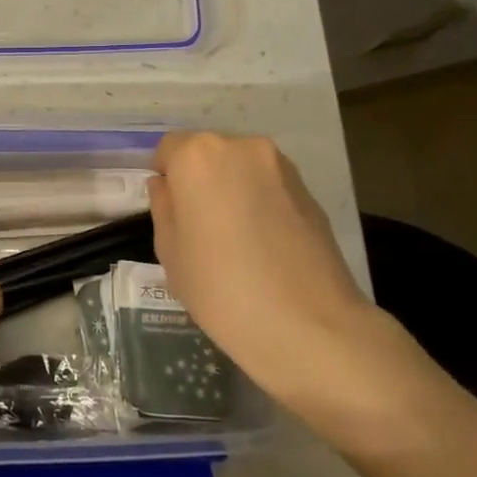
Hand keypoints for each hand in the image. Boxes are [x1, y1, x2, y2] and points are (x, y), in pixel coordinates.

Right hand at [148, 132, 433, 452]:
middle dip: (199, 181)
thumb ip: (164, 209)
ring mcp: (281, 167)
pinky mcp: (310, 191)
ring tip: (235, 240)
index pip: (169, 149)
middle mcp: (241, 148)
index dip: (166, 179)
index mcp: (198, 156)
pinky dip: (260, 204)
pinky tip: (264, 247)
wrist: (311, 328)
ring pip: (241, 169)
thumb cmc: (223, 289)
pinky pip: (269, 187)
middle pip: (208, 154)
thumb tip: (168, 187)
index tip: (171, 214)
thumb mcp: (171, 253)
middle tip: (200, 228)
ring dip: (231, 190)